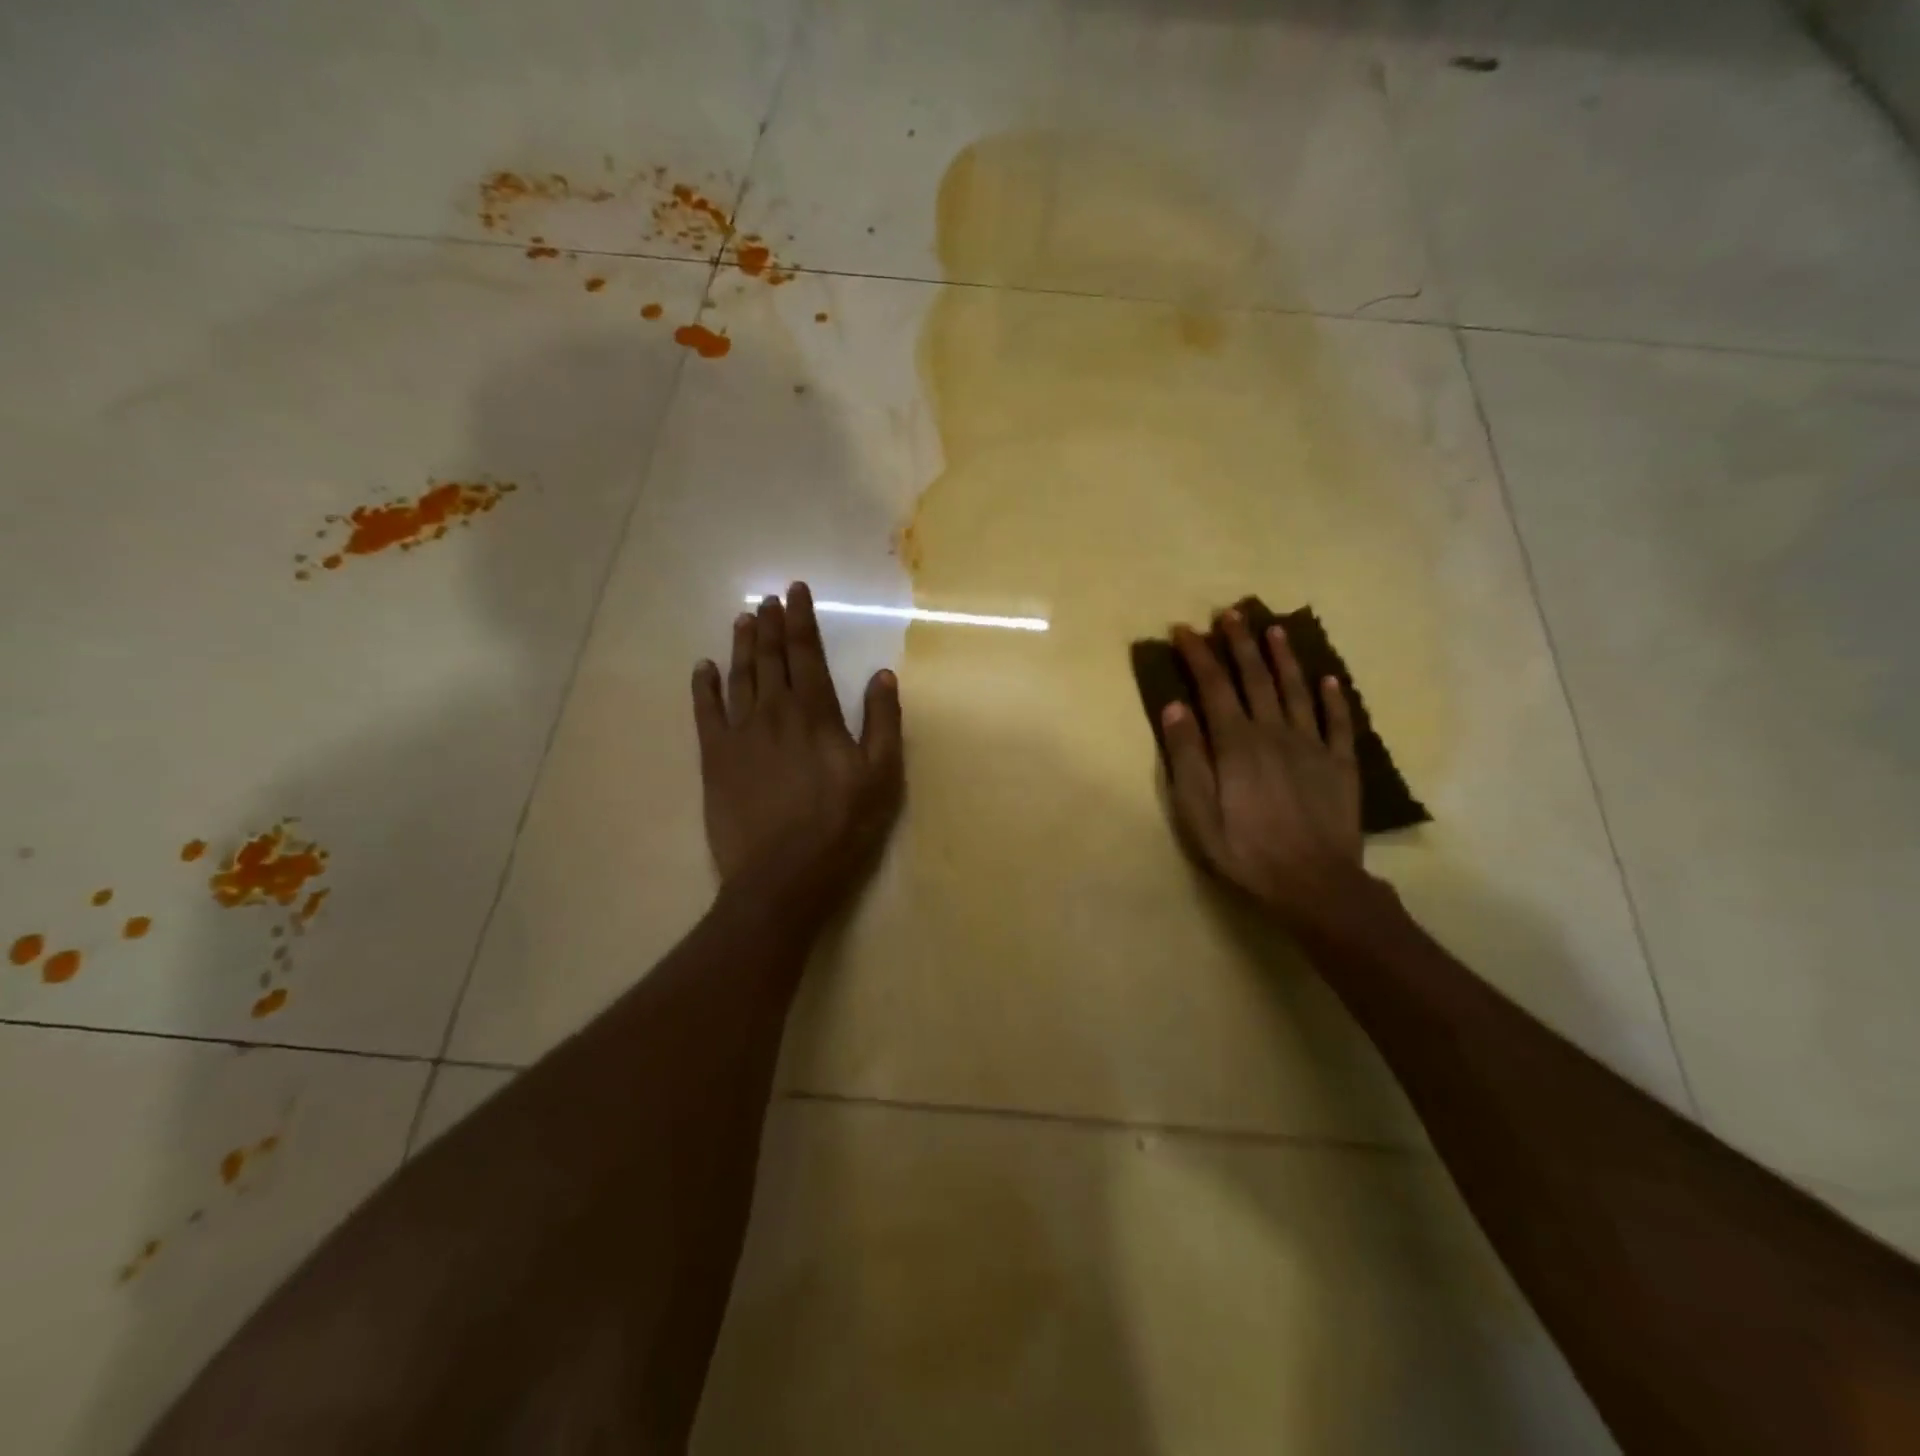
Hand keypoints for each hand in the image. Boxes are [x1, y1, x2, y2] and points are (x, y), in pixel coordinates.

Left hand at [693, 583, 904, 925]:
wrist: (782, 875)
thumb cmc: (841, 826)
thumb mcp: (881, 776)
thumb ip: (883, 722)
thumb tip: (882, 674)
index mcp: (815, 713)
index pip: (806, 653)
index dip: (801, 619)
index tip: (795, 591)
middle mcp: (773, 712)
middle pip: (770, 657)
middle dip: (771, 624)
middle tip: (768, 599)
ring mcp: (739, 734)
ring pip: (739, 677)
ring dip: (742, 645)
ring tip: (744, 619)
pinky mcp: (714, 759)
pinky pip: (705, 712)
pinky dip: (704, 686)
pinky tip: (703, 668)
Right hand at [1161, 610, 1364, 925]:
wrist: (1313, 883)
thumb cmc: (1244, 849)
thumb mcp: (1196, 811)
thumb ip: (1186, 756)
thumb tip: (1175, 706)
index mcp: (1236, 743)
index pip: (1213, 686)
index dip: (1198, 655)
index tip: (1184, 630)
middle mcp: (1274, 732)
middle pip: (1256, 678)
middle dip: (1240, 643)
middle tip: (1231, 613)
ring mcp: (1312, 745)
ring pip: (1296, 690)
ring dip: (1284, 657)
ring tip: (1274, 628)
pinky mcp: (1340, 764)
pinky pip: (1338, 722)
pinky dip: (1332, 697)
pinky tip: (1329, 678)